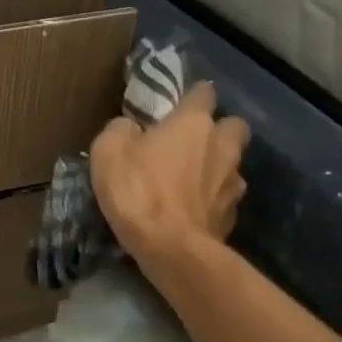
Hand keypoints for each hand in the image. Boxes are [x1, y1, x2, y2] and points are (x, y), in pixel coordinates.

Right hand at [90, 82, 248, 260]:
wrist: (171, 248)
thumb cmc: (137, 190)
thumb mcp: (107, 152)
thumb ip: (121, 130)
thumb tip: (130, 128)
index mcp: (193, 123)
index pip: (203, 93)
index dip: (192, 95)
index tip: (180, 103)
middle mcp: (221, 146)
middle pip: (233, 126)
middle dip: (219, 129)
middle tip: (192, 141)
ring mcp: (232, 182)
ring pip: (233, 164)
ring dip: (217, 167)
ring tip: (192, 180)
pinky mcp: (232, 215)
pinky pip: (225, 197)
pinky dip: (212, 200)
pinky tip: (193, 210)